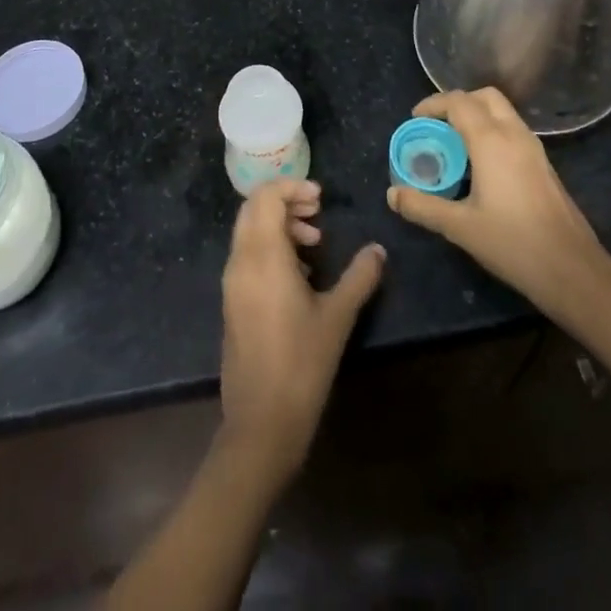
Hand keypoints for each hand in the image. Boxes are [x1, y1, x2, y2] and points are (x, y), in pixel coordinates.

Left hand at [218, 179, 384, 482]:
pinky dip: (270, 247)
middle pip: (254, 209)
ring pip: (249, 231)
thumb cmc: (302, 364)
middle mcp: (241, 262)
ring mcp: (232, 283)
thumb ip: (360, 277)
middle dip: (285, 202)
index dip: (292, 187)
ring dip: (279, 225)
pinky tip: (299, 274)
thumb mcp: (338, 317)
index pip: (266, 197)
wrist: (261, 424)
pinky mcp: (232, 302)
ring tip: (314, 243)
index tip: (321, 198)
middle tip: (318, 212)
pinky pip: (247, 256)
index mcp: (263, 256)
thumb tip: (378, 249)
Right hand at [386, 88, 610, 315]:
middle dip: (458, 102)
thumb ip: (423, 207)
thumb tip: (392, 194)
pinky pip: (513, 129)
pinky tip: (481, 164)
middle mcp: (514, 134)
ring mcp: (534, 148)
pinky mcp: (544, 164)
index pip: (459, 102)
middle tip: (436, 125)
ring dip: (477, 115)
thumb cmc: (513, 243)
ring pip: (503, 111)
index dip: (433, 104)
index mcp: (491, 141)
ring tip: (454, 143)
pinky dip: (492, 130)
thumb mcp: (460, 227)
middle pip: (485, 97)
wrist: (572, 269)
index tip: (415, 119)